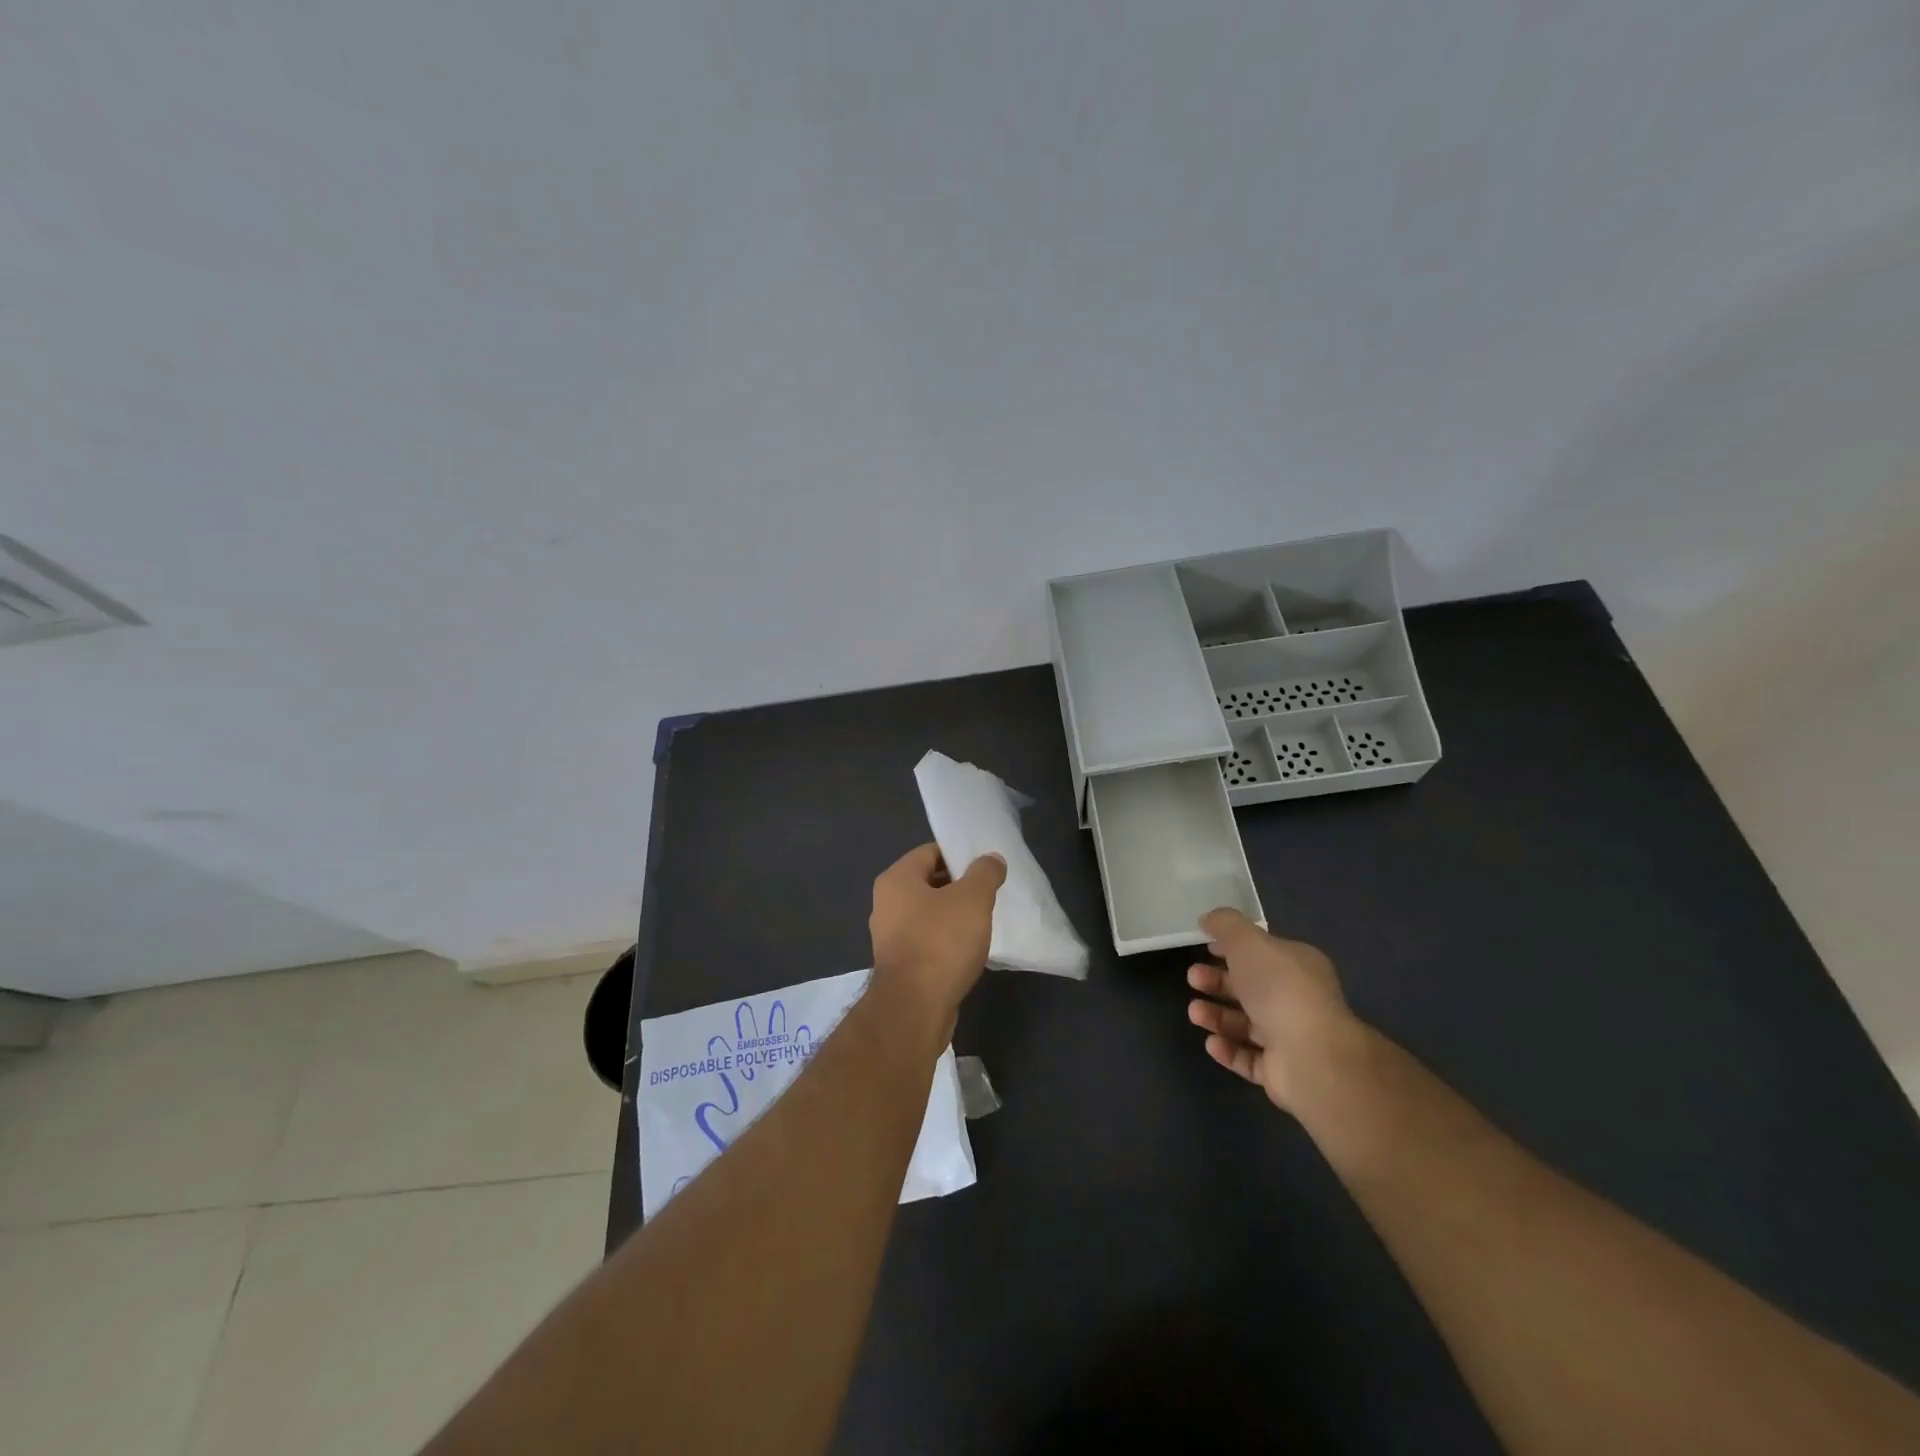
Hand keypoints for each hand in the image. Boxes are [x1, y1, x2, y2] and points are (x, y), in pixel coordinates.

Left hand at [869, 844, 1005, 1039]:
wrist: (915, 1009)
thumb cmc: (941, 942)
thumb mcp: (973, 899)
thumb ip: (985, 873)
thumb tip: (991, 859)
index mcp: (896, 880)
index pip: (930, 852)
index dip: (959, 854)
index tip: (986, 865)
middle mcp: (886, 904)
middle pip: (928, 882)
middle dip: (959, 886)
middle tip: (990, 892)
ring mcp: (890, 937)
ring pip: (928, 914)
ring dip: (954, 916)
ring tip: (984, 921)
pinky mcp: (899, 966)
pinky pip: (927, 941)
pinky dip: (946, 941)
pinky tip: (969, 950)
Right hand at [1186, 908, 1357, 1113]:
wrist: (1311, 1056)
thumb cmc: (1278, 988)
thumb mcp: (1248, 941)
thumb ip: (1226, 925)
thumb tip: (1210, 918)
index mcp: (1297, 965)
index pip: (1262, 953)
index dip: (1232, 948)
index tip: (1204, 947)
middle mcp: (1297, 999)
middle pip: (1250, 988)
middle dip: (1217, 982)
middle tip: (1192, 978)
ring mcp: (1292, 1038)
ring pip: (1246, 1024)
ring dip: (1217, 1016)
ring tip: (1195, 1013)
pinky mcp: (1282, 1072)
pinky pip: (1249, 1058)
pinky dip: (1228, 1049)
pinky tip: (1211, 1043)